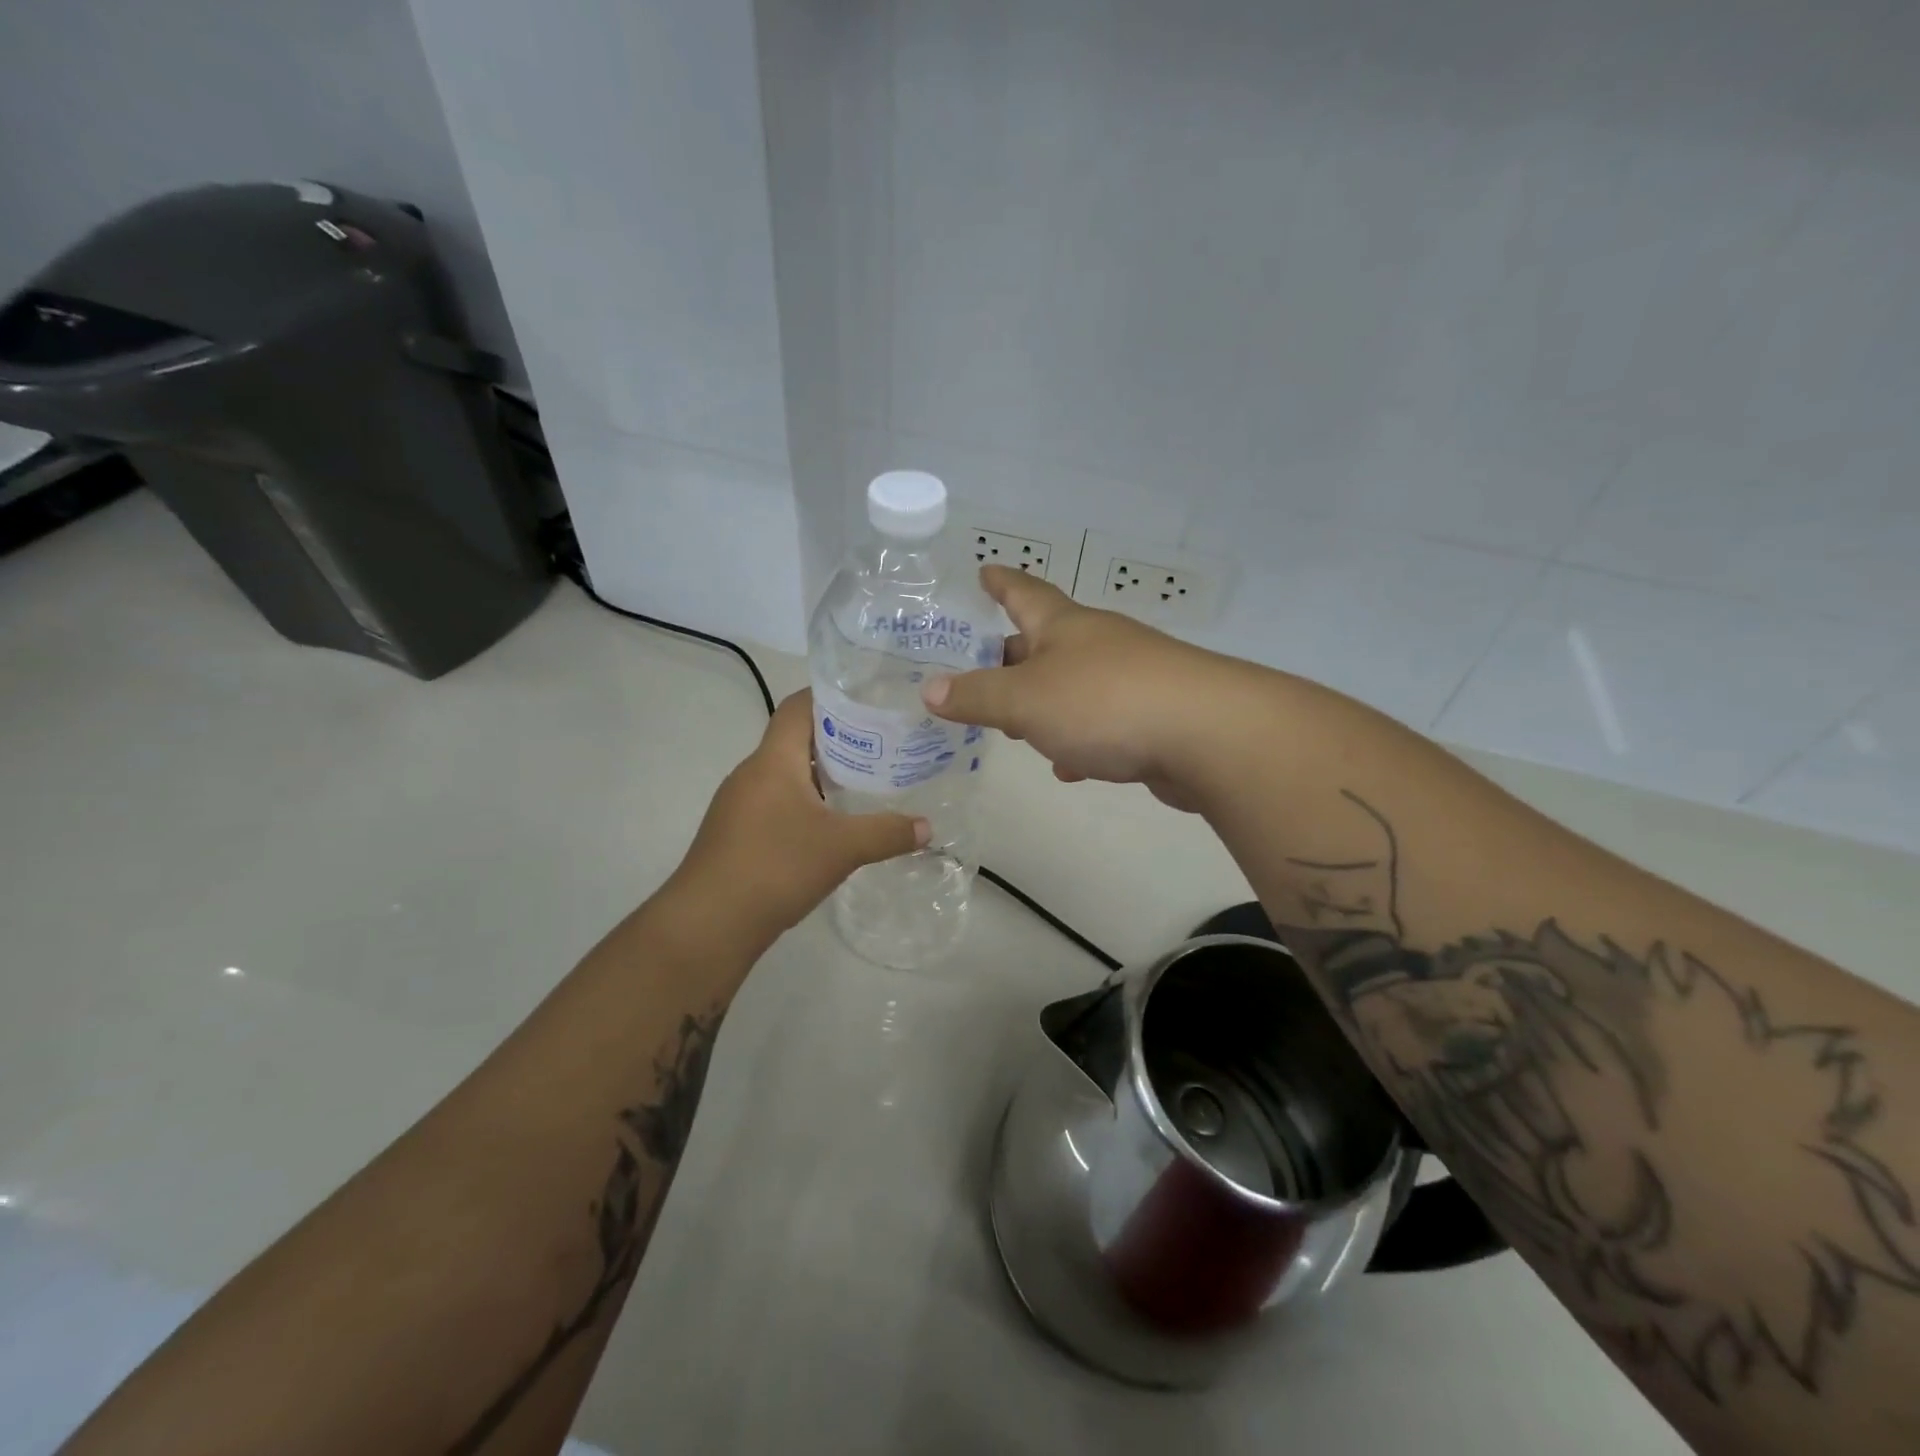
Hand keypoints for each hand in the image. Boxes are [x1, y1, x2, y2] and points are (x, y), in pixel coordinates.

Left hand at [671, 691, 927, 941]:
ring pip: (787, 775)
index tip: (869, 700)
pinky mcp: (736, 834)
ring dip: (823, 776)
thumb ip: (888, 833)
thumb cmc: (775, 867)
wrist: (708, 925)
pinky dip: (806, 804)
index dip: (831, 695)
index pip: (798, 705)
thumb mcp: (842, 848)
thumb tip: (928, 828)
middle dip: (838, 739)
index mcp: (773, 760)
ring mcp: (739, 805)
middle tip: (882, 746)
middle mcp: (751, 773)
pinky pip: (776, 803)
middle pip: (795, 739)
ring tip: (865, 784)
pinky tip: (832, 828)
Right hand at [922, 567, 1248, 809]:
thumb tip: (930, 690)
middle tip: (980, 669)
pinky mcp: (1152, 718)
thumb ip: (977, 696)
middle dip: (1012, 656)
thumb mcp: (1026, 700)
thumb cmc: (1104, 702)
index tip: (983, 570)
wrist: (1207, 735)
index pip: (1024, 592)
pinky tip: (1069, 766)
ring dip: (1044, 702)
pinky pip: (1102, 724)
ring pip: (1073, 686)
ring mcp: (1130, 678)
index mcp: (1064, 627)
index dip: (1000, 582)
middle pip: (1045, 642)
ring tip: (1015, 724)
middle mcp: (1098, 644)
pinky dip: (1079, 740)